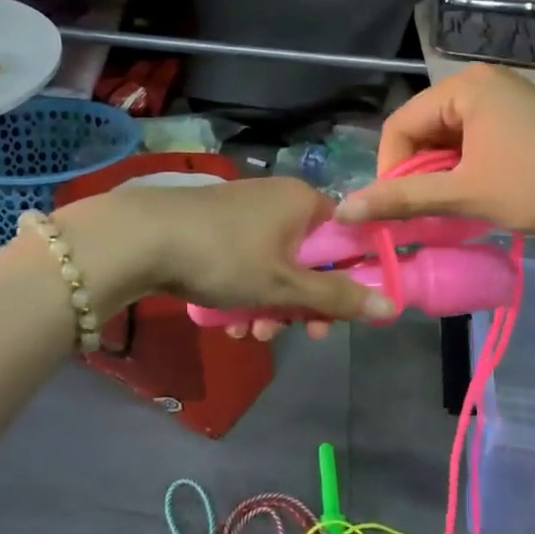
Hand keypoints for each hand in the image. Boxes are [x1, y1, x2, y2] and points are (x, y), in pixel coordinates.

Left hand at [122, 176, 393, 338]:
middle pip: (308, 259)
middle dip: (299, 304)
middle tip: (289, 333)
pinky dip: (243, 292)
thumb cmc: (226, 256)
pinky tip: (228, 322)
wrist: (141, 238)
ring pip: (273, 267)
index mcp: (304, 202)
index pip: (345, 238)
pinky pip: (244, 263)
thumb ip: (337, 297)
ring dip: (269, 306)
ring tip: (249, 334)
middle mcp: (278, 199)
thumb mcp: (285, 285)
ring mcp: (244, 212)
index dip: (345, 281)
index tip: (332, 317)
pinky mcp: (214, 226)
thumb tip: (393, 305)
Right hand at [336, 65, 534, 235]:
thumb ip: (402, 199)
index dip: (390, 170)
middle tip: (427, 212)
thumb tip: (344, 209)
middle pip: (424, 128)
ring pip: (449, 136)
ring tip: (454, 206)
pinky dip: (467, 165)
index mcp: (464, 86)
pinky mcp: (523, 114)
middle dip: (418, 172)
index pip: (400, 125)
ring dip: (442, 173)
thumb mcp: (465, 194)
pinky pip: (475, 136)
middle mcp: (482, 80)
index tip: (398, 210)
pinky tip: (478, 191)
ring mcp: (507, 95)